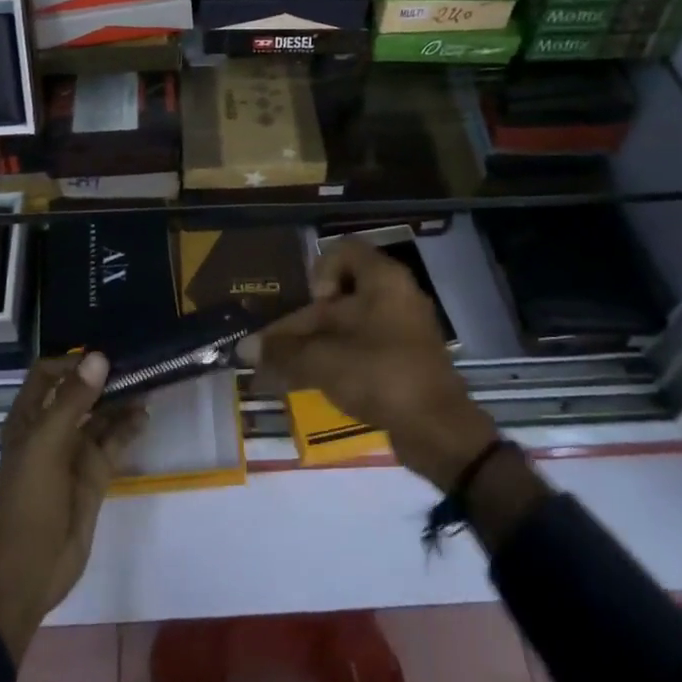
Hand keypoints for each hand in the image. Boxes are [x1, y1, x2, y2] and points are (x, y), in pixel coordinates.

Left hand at [0, 353, 146, 662]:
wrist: (29, 568)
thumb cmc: (29, 498)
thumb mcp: (48, 443)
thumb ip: (74, 400)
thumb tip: (98, 357)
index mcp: (29, 418)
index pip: (48, 374)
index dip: (71, 362)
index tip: (103, 355)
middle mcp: (51, 429)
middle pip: (79, 392)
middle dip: (104, 378)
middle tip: (136, 362)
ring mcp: (73, 453)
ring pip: (100, 416)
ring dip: (121, 401)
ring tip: (148, 383)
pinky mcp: (93, 475)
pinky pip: (114, 443)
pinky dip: (129, 428)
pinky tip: (145, 416)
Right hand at [238, 238, 499, 491]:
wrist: (439, 430)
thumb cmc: (379, 374)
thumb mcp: (322, 361)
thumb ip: (281, 352)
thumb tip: (243, 350)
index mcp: (382, 279)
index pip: (342, 251)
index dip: (318, 272)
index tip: (311, 306)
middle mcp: (397, 294)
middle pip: (341, 294)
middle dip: (308, 321)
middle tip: (286, 348)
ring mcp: (405, 327)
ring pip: (351, 323)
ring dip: (320, 343)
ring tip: (293, 370)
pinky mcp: (406, 358)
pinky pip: (366, 346)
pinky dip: (341, 359)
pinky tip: (319, 383)